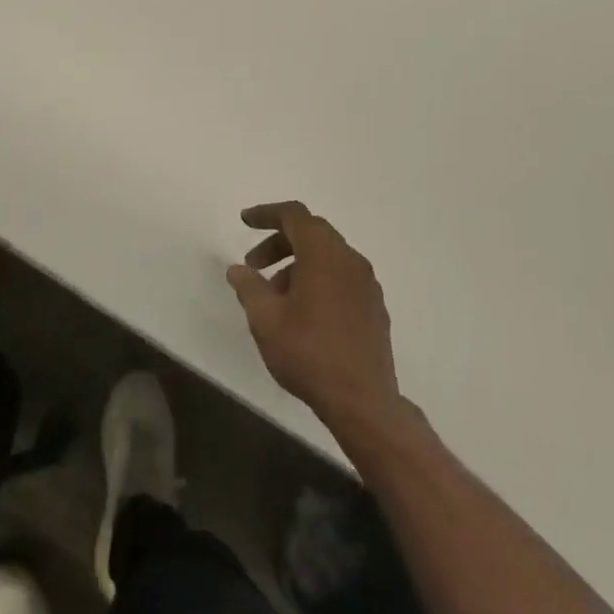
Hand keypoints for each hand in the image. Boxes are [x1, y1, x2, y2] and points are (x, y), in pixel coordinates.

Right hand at [227, 202, 401, 427]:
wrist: (363, 400)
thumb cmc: (308, 353)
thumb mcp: (265, 319)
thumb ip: (249, 287)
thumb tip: (238, 269)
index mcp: (323, 254)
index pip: (294, 215)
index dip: (267, 214)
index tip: (244, 221)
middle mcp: (350, 259)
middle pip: (312, 233)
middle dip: (279, 242)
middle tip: (253, 264)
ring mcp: (366, 283)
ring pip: (328, 256)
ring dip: (297, 263)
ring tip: (274, 296)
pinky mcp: (374, 306)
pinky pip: (341, 276)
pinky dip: (318, 279)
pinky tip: (303, 312)